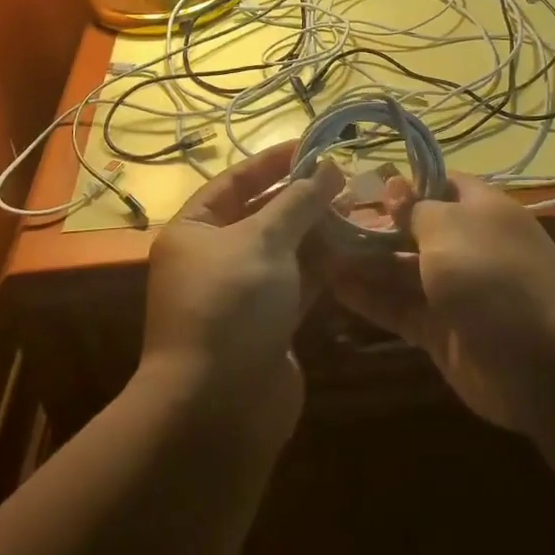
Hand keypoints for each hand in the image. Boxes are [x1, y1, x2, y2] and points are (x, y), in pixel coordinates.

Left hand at [141, 142, 343, 439]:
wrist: (220, 409)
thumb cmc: (231, 305)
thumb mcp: (263, 240)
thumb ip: (298, 202)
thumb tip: (328, 167)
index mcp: (194, 230)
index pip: (235, 181)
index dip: (273, 162)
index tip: (314, 146)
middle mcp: (215, 258)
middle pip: (263, 214)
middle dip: (303, 197)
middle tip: (347, 177)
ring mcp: (244, 293)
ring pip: (286, 249)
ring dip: (319, 230)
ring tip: (360, 206)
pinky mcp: (270, 323)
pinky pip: (299, 282)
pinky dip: (325, 265)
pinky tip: (357, 247)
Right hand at [328, 172, 554, 431]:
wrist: (550, 365)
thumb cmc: (496, 276)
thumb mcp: (451, 228)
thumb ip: (415, 209)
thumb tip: (393, 185)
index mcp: (475, 208)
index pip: (431, 183)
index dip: (395, 182)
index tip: (350, 183)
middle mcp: (463, 244)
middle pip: (409, 227)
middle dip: (368, 223)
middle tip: (316, 220)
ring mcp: (452, 290)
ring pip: (398, 269)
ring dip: (360, 261)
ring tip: (311, 250)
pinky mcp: (440, 332)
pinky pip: (398, 308)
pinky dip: (368, 298)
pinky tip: (331, 287)